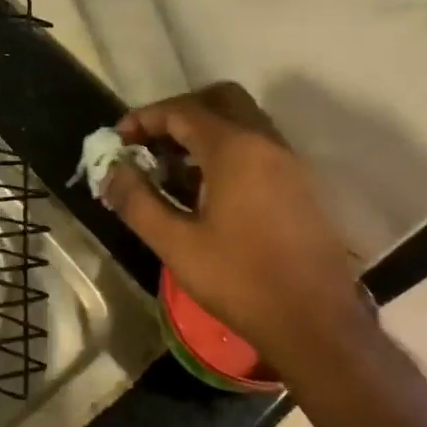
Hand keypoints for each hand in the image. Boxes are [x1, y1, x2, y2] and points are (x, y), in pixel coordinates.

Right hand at [101, 83, 377, 374]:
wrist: (316, 324)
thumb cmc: (241, 281)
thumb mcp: (176, 244)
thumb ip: (137, 201)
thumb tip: (110, 172)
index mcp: (235, 150)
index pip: (182, 111)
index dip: (144, 118)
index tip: (117, 139)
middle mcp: (266, 143)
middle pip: (218, 101)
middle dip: (178, 114)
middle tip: (149, 143)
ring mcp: (289, 163)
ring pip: (241, 123)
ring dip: (203, 133)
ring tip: (170, 170)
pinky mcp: (300, 186)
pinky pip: (257, 147)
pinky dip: (226, 151)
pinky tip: (205, 191)